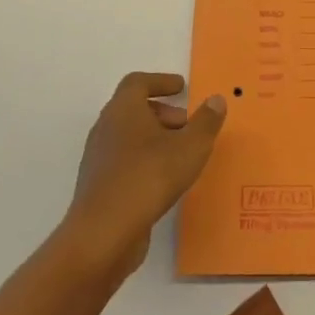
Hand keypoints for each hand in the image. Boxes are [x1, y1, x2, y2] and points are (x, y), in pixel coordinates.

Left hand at [64, 72, 226, 282]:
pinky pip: (124, 162)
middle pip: (133, 109)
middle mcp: (106, 128)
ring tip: (181, 155)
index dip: (160, 81)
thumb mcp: (190, 147)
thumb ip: (206, 122)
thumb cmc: (149, 177)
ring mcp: (99, 158)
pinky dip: (145, 161)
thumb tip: (216, 99)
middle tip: (187, 126)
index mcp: (123, 109)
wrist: (103, 233)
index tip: (181, 87)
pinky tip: (164, 181)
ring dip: (154, 139)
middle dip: (163, 113)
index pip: (137, 82)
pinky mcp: (99, 186)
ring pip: (128, 137)